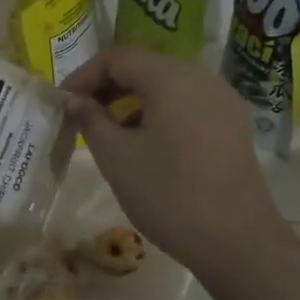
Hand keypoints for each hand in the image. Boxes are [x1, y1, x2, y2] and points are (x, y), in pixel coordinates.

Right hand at [61, 47, 284, 276]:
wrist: (237, 242)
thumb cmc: (169, 194)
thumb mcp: (116, 157)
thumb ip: (90, 120)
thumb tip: (75, 101)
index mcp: (171, 77)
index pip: (116, 57)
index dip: (83, 76)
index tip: (62, 104)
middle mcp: (201, 76)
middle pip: (144, 67)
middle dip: (107, 88)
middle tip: (81, 118)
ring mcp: (223, 100)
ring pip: (166, 87)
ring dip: (132, 102)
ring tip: (109, 134)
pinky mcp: (232, 125)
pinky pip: (187, 104)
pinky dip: (158, 114)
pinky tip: (145, 145)